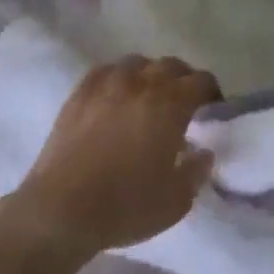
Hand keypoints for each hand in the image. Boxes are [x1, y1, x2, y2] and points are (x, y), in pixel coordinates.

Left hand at [0, 56, 220, 263]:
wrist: (61, 209)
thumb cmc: (125, 206)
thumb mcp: (175, 201)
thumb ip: (196, 171)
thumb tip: (203, 152)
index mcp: (169, 104)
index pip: (201, 81)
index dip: (211, 93)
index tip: (212, 111)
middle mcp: (140, 83)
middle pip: (171, 65)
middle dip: (183, 81)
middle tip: (183, 105)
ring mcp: (107, 83)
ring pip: (138, 63)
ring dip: (150, 76)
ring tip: (148, 98)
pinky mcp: (80, 91)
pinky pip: (107, 70)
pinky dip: (119, 78)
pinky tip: (116, 97)